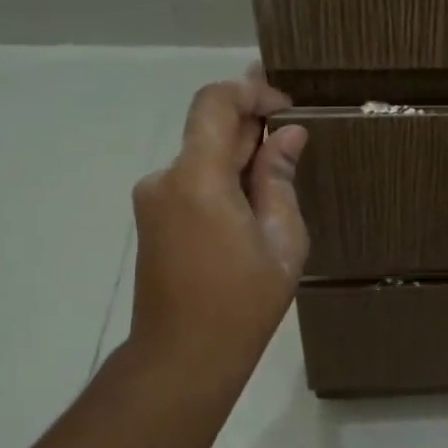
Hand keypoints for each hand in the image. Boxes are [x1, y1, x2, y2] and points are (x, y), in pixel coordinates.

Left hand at [126, 69, 309, 366]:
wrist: (183, 355)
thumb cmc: (243, 302)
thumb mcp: (281, 240)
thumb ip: (280, 179)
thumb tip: (289, 135)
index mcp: (198, 178)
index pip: (215, 102)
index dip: (252, 91)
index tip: (287, 109)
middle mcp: (165, 178)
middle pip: (208, 128)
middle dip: (252, 128)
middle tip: (294, 145)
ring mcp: (153, 199)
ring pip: (202, 156)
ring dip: (239, 158)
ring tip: (278, 189)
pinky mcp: (153, 218)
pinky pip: (192, 181)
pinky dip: (223, 181)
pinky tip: (251, 212)